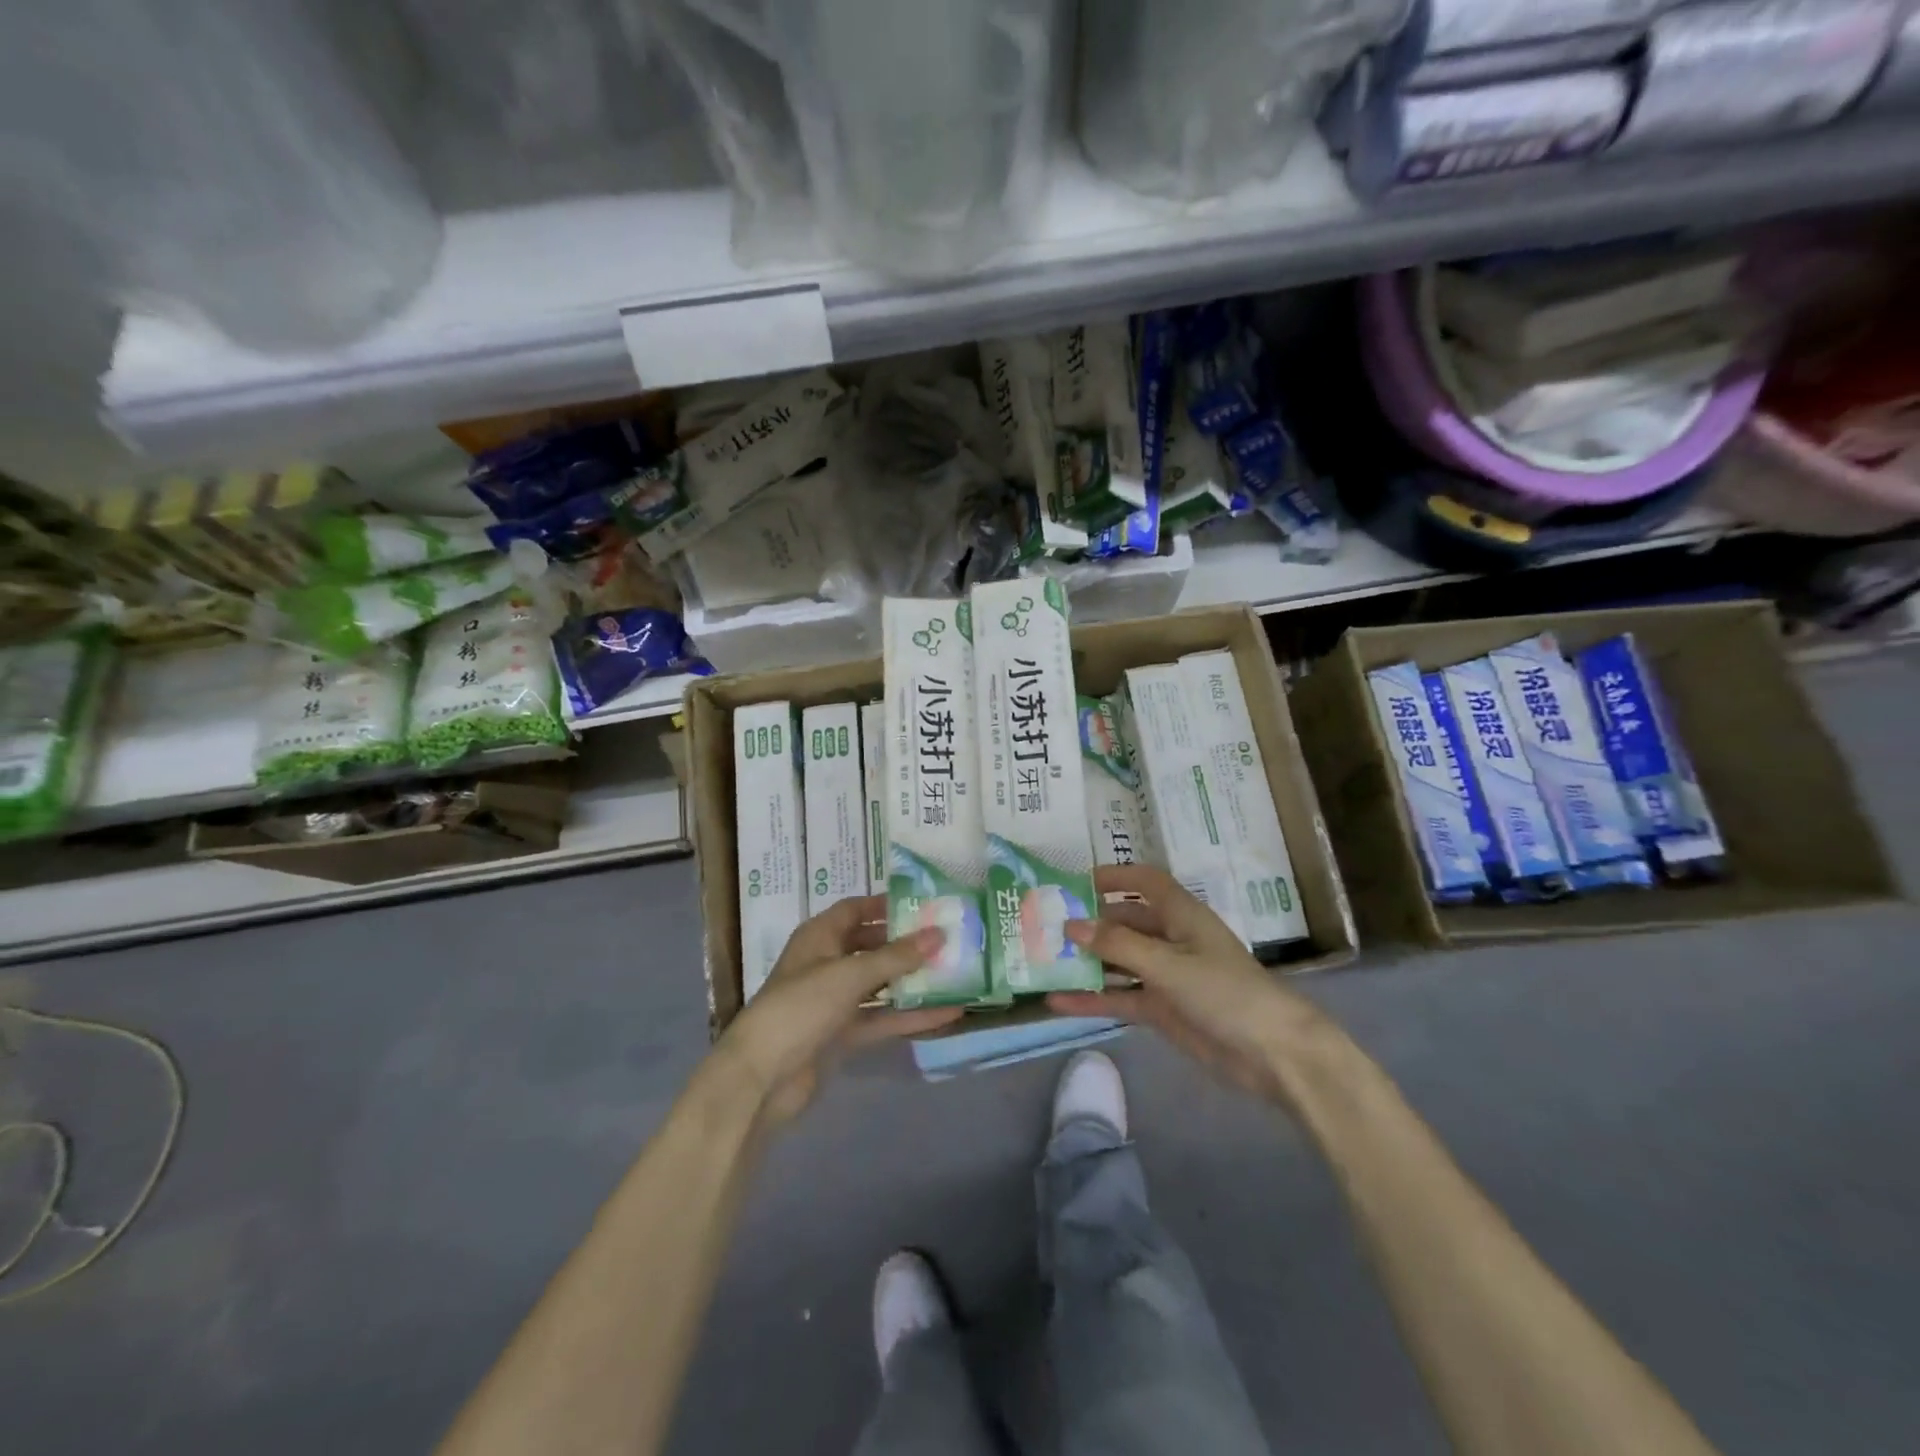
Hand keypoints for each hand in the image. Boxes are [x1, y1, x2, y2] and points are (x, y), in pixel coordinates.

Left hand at [721, 895, 960, 1125]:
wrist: (762, 1077)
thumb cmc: (802, 1007)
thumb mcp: (851, 975)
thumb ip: (897, 956)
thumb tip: (939, 934)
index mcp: (819, 936)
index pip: (855, 909)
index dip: (885, 904)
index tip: (924, 904)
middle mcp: (827, 963)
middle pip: (871, 945)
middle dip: (906, 943)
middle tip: (947, 938)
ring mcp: (834, 1000)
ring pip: (879, 984)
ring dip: (911, 980)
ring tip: (954, 972)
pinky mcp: (842, 1034)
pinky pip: (881, 1017)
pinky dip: (909, 1015)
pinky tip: (946, 1014)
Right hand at [1048, 864, 1339, 1106]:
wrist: (1273, 1054)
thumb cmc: (1225, 992)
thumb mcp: (1169, 964)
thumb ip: (1118, 946)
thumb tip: (1071, 925)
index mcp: (1181, 916)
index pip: (1145, 883)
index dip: (1115, 877)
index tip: (1076, 881)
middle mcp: (1171, 940)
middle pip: (1125, 923)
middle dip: (1090, 923)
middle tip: (1045, 925)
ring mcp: (1166, 976)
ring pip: (1118, 961)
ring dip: (1086, 962)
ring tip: (1044, 961)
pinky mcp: (1162, 1009)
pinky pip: (1120, 997)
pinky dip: (1093, 999)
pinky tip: (1058, 1003)